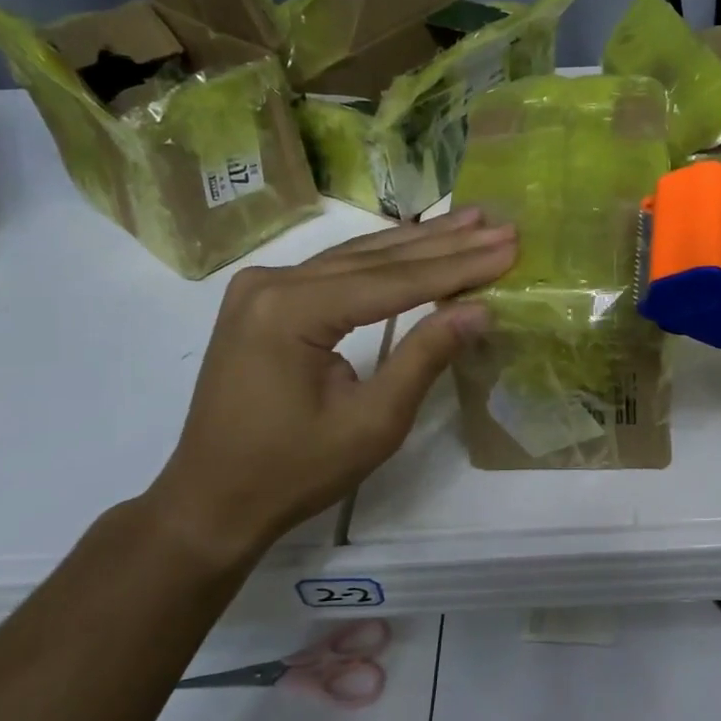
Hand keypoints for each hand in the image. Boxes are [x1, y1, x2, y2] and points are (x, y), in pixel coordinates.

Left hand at [143, 210, 515, 570]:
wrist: (212, 500)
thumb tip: (479, 309)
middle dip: (445, 243)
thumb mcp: (373, 422)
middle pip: (376, 258)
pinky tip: (416, 244)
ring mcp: (261, 287)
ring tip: (470, 221)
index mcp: (292, 311)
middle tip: (501, 223)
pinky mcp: (262, 300)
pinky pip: (335, 271)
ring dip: (418, 243)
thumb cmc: (294, 471)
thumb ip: (425, 357)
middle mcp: (271, 282)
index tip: (508, 245)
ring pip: (356, 257)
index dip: (459, 265)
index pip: (394, 280)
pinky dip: (383, 261)